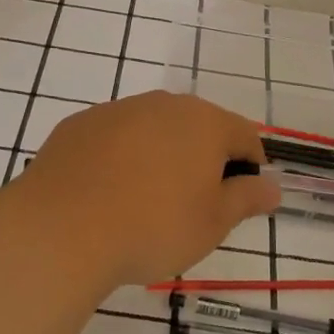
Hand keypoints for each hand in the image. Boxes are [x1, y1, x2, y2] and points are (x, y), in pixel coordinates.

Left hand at [12, 91, 279, 286]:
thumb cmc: (152, 227)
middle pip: (199, 127)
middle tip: (194, 205)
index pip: (245, 135)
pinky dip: (121, 158)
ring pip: (154, 129)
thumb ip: (247, 199)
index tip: (240, 199)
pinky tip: (107, 193)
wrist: (61, 229)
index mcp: (205, 122)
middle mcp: (164, 104)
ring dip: (161, 156)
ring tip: (147, 202)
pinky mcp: (80, 124)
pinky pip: (115, 137)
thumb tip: (273, 186)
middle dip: (204, 159)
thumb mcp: (213, 223)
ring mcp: (118, 110)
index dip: (251, 166)